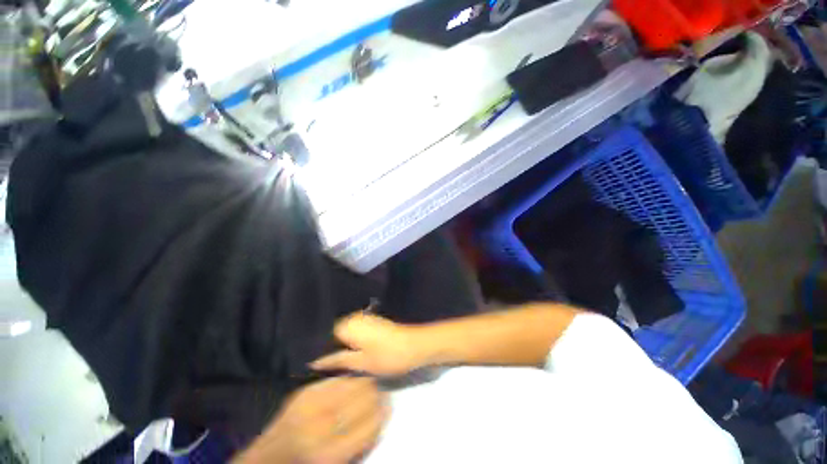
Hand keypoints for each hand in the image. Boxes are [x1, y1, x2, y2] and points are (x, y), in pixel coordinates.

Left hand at [235, 378, 388, 463]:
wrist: (269, 458)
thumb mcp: (334, 463)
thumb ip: (358, 443)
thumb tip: (381, 417)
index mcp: (330, 454)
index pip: (370, 426)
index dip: (383, 413)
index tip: (389, 406)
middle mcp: (321, 427)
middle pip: (363, 401)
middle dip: (376, 395)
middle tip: (381, 394)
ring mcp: (311, 406)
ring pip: (352, 385)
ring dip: (365, 383)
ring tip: (370, 386)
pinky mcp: (305, 392)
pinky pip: (337, 380)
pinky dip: (350, 379)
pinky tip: (353, 382)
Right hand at [311, 312, 424, 376]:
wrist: (415, 345)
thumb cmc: (388, 355)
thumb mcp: (361, 363)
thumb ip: (337, 361)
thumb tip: (314, 361)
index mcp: (347, 325)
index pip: (322, 335)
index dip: (315, 349)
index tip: (308, 363)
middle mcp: (353, 317)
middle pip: (331, 333)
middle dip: (325, 348)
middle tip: (318, 366)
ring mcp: (363, 318)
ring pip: (342, 333)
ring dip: (337, 346)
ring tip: (330, 362)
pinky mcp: (371, 322)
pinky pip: (352, 332)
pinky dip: (348, 342)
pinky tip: (346, 354)